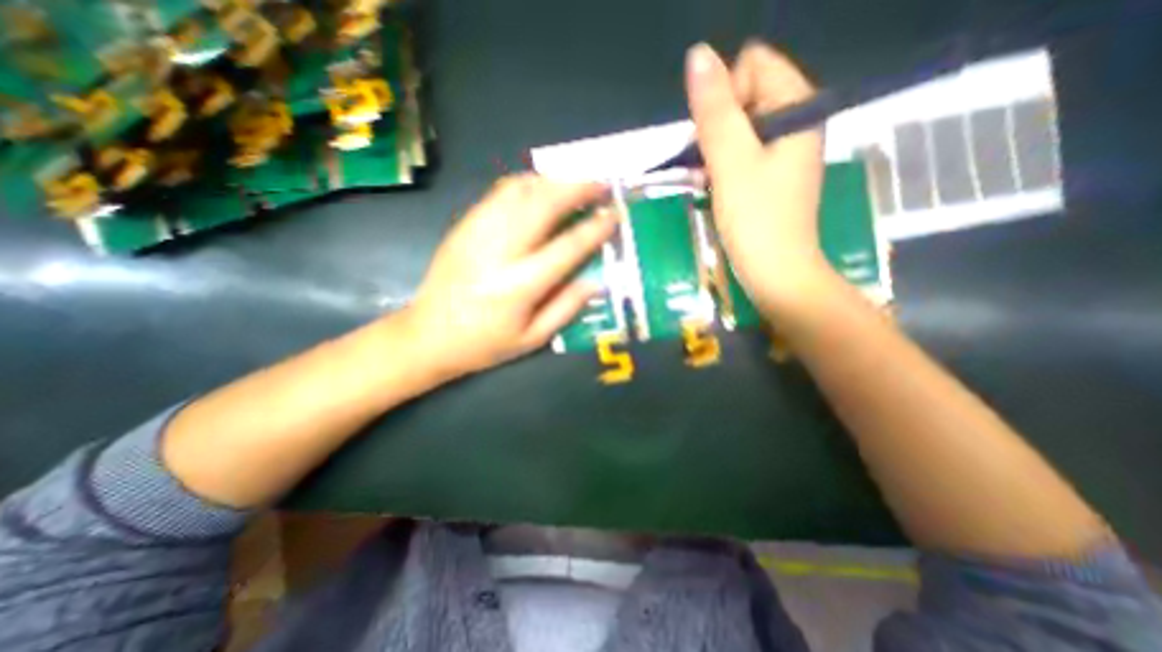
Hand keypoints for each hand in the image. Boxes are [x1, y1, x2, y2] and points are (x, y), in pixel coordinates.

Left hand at [399, 173, 615, 376]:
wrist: (427, 335)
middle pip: (543, 205)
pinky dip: (526, 183)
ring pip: (520, 190)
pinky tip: (541, 188)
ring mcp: (477, 232)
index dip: (594, 228)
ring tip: (575, 183)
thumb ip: (566, 308)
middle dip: (577, 188)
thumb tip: (596, 281)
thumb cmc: (484, 344)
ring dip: (553, 181)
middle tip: (601, 183)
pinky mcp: (464, 225)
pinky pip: (499, 192)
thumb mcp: (532, 339)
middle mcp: (499, 251)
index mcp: (519, 286)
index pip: (566, 247)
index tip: (614, 214)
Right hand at [683, 42, 840, 315]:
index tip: (718, 140)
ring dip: (716, 150)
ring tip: (711, 180)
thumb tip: (698, 55)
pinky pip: (741, 152)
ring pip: (738, 128)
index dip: (726, 97)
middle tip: (712, 165)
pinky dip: (723, 166)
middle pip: (745, 96)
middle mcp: (796, 123)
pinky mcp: (771, 176)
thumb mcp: (730, 161)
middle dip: (718, 126)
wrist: (775, 273)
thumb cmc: (755, 219)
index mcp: (797, 108)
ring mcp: (784, 152)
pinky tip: (716, 188)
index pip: (753, 66)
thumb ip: (714, 109)